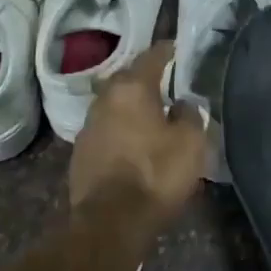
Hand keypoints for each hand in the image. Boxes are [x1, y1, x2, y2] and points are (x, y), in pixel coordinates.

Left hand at [69, 42, 208, 229]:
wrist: (110, 222)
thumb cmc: (155, 175)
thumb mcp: (190, 143)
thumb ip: (190, 115)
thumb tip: (182, 104)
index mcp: (131, 89)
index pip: (151, 57)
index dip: (167, 51)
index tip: (178, 48)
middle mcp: (104, 100)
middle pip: (127, 79)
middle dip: (146, 78)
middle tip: (166, 80)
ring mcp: (87, 127)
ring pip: (114, 105)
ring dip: (131, 106)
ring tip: (151, 112)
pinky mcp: (81, 153)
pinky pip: (106, 130)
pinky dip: (121, 129)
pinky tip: (134, 141)